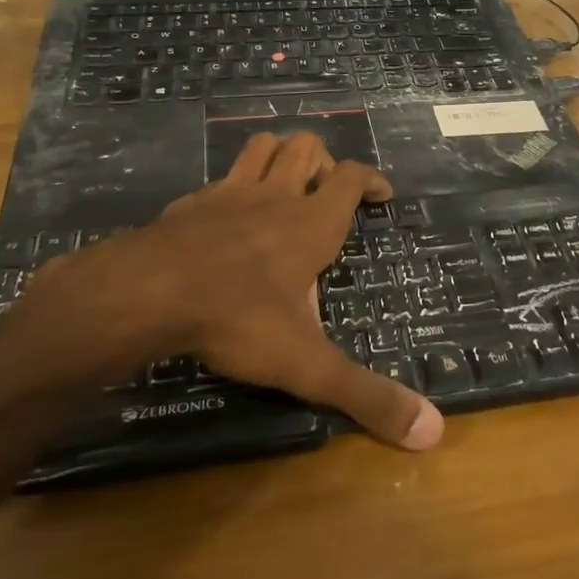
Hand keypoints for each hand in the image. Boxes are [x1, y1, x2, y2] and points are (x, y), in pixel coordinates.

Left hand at [0, 132, 442, 449]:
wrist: (145, 294)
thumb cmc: (238, 319)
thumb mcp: (308, 365)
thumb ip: (367, 396)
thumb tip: (433, 432)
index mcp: (312, 224)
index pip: (351, 176)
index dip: (372, 179)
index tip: (383, 194)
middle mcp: (274, 198)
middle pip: (306, 146)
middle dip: (322, 160)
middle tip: (326, 193)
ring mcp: (227, 194)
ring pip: (261, 146)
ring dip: (279, 155)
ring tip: (285, 183)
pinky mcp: (188, 203)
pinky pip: (219, 178)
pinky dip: (232, 186)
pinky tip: (226, 216)